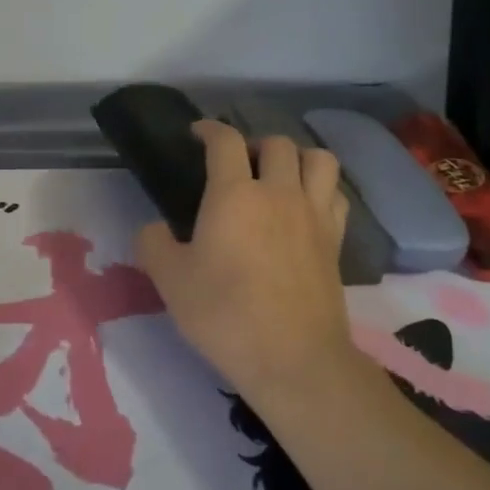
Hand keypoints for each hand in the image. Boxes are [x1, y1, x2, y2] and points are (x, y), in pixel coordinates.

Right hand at [136, 121, 354, 405]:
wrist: (293, 360)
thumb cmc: (225, 315)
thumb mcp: (170, 281)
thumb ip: (153, 244)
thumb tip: (153, 229)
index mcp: (235, 194)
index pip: (225, 141)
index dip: (210, 129)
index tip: (197, 134)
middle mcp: (279, 192)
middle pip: (277, 143)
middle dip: (254, 144)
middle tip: (239, 164)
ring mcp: (314, 215)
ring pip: (319, 159)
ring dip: (298, 158)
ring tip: (280, 176)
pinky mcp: (336, 241)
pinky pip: (336, 195)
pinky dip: (322, 189)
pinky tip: (306, 206)